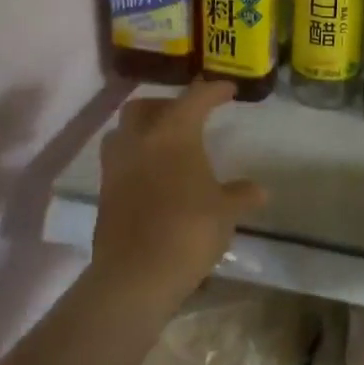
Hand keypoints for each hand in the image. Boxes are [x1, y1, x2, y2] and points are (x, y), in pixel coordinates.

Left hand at [89, 81, 266, 308]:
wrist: (136, 275)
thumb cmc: (189, 231)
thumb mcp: (225, 212)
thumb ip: (240, 195)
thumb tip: (258, 190)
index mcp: (173, 135)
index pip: (194, 99)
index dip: (213, 91)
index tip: (228, 90)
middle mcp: (139, 141)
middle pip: (145, 107)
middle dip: (166, 105)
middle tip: (188, 116)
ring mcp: (116, 167)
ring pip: (124, 132)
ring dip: (144, 130)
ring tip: (166, 144)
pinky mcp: (105, 193)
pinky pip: (119, 161)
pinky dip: (137, 159)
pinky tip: (155, 176)